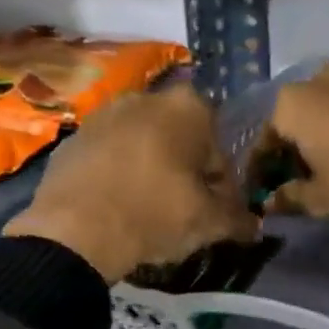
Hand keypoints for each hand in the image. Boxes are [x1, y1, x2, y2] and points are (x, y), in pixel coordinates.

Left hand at [5, 86, 256, 283]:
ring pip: (142, 144)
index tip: (214, 209)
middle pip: (179, 139)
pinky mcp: (72, 139)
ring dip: (150, 169)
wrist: (76, 230)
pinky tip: (116, 206)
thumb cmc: (155, 214)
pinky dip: (116, 174)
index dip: (221, 182)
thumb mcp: (209, 223)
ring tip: (147, 210)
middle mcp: (146, 98)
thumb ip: (238, 220)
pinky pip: (108, 156)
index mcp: (188, 108)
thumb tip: (255, 227)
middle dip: (184, 169)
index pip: (219, 146)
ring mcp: (103, 114)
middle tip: (183, 209)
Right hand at [262, 62, 328, 222]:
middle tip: (295, 191)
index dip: (259, 177)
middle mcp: (316, 80)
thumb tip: (271, 203)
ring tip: (325, 178)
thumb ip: (288, 199)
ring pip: (322, 117)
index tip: (263, 200)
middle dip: (289, 157)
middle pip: (292, 126)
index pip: (261, 145)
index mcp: (289, 104)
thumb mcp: (321, 199)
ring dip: (318, 145)